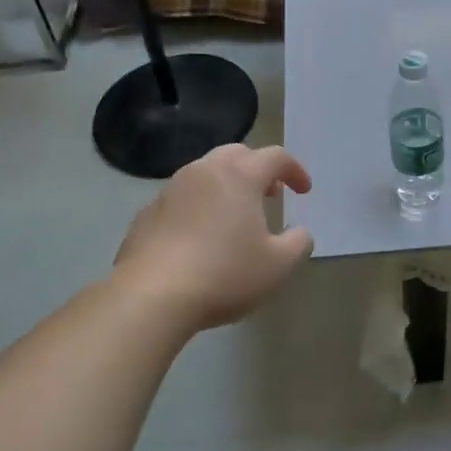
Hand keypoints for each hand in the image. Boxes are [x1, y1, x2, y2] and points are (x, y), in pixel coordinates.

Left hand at [113, 145, 314, 329]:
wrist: (151, 295)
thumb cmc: (224, 275)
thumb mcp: (278, 266)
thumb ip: (298, 243)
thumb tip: (300, 232)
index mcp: (239, 176)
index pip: (275, 157)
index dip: (294, 170)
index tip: (303, 191)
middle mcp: (203, 172)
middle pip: (236, 154)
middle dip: (257, 169)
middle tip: (269, 194)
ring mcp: (170, 190)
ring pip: (204, 174)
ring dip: (225, 186)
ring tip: (234, 216)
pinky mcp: (146, 213)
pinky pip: (180, 199)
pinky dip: (197, 207)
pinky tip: (198, 237)